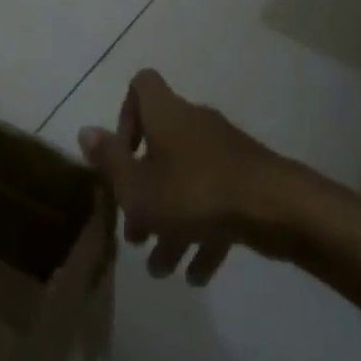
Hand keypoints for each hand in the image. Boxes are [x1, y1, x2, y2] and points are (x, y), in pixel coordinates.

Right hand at [77, 70, 295, 285]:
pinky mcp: (246, 179)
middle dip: (144, 189)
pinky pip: (215, 201)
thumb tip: (85, 131)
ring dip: (170, 222)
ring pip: (187, 181)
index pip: (141, 86)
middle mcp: (193, 123)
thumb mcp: (138, 187)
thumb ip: (109, 161)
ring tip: (161, 268)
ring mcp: (223, 151)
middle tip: (134, 232)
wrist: (275, 208)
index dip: (125, 115)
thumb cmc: (195, 193)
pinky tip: (196, 275)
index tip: (122, 155)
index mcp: (166, 114)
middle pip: (160, 145)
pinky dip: (202, 233)